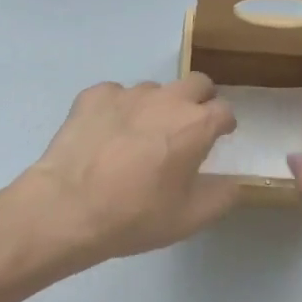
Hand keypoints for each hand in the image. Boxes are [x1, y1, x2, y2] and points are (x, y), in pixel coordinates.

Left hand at [23, 72, 239, 266]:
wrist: (67, 207)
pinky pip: (115, 95)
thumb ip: (222, 196)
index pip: (224, 110)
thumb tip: (234, 182)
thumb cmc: (135, 215)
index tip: (218, 137)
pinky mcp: (94, 95)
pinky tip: (105, 136)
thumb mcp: (189, 218)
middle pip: (196, 83)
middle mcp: (166, 99)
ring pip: (154, 90)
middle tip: (186, 128)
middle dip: (199, 100)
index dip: (224, 124)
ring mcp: (127, 93)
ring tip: (138, 137)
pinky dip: (117, 110)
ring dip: (156, 107)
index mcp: (195, 125)